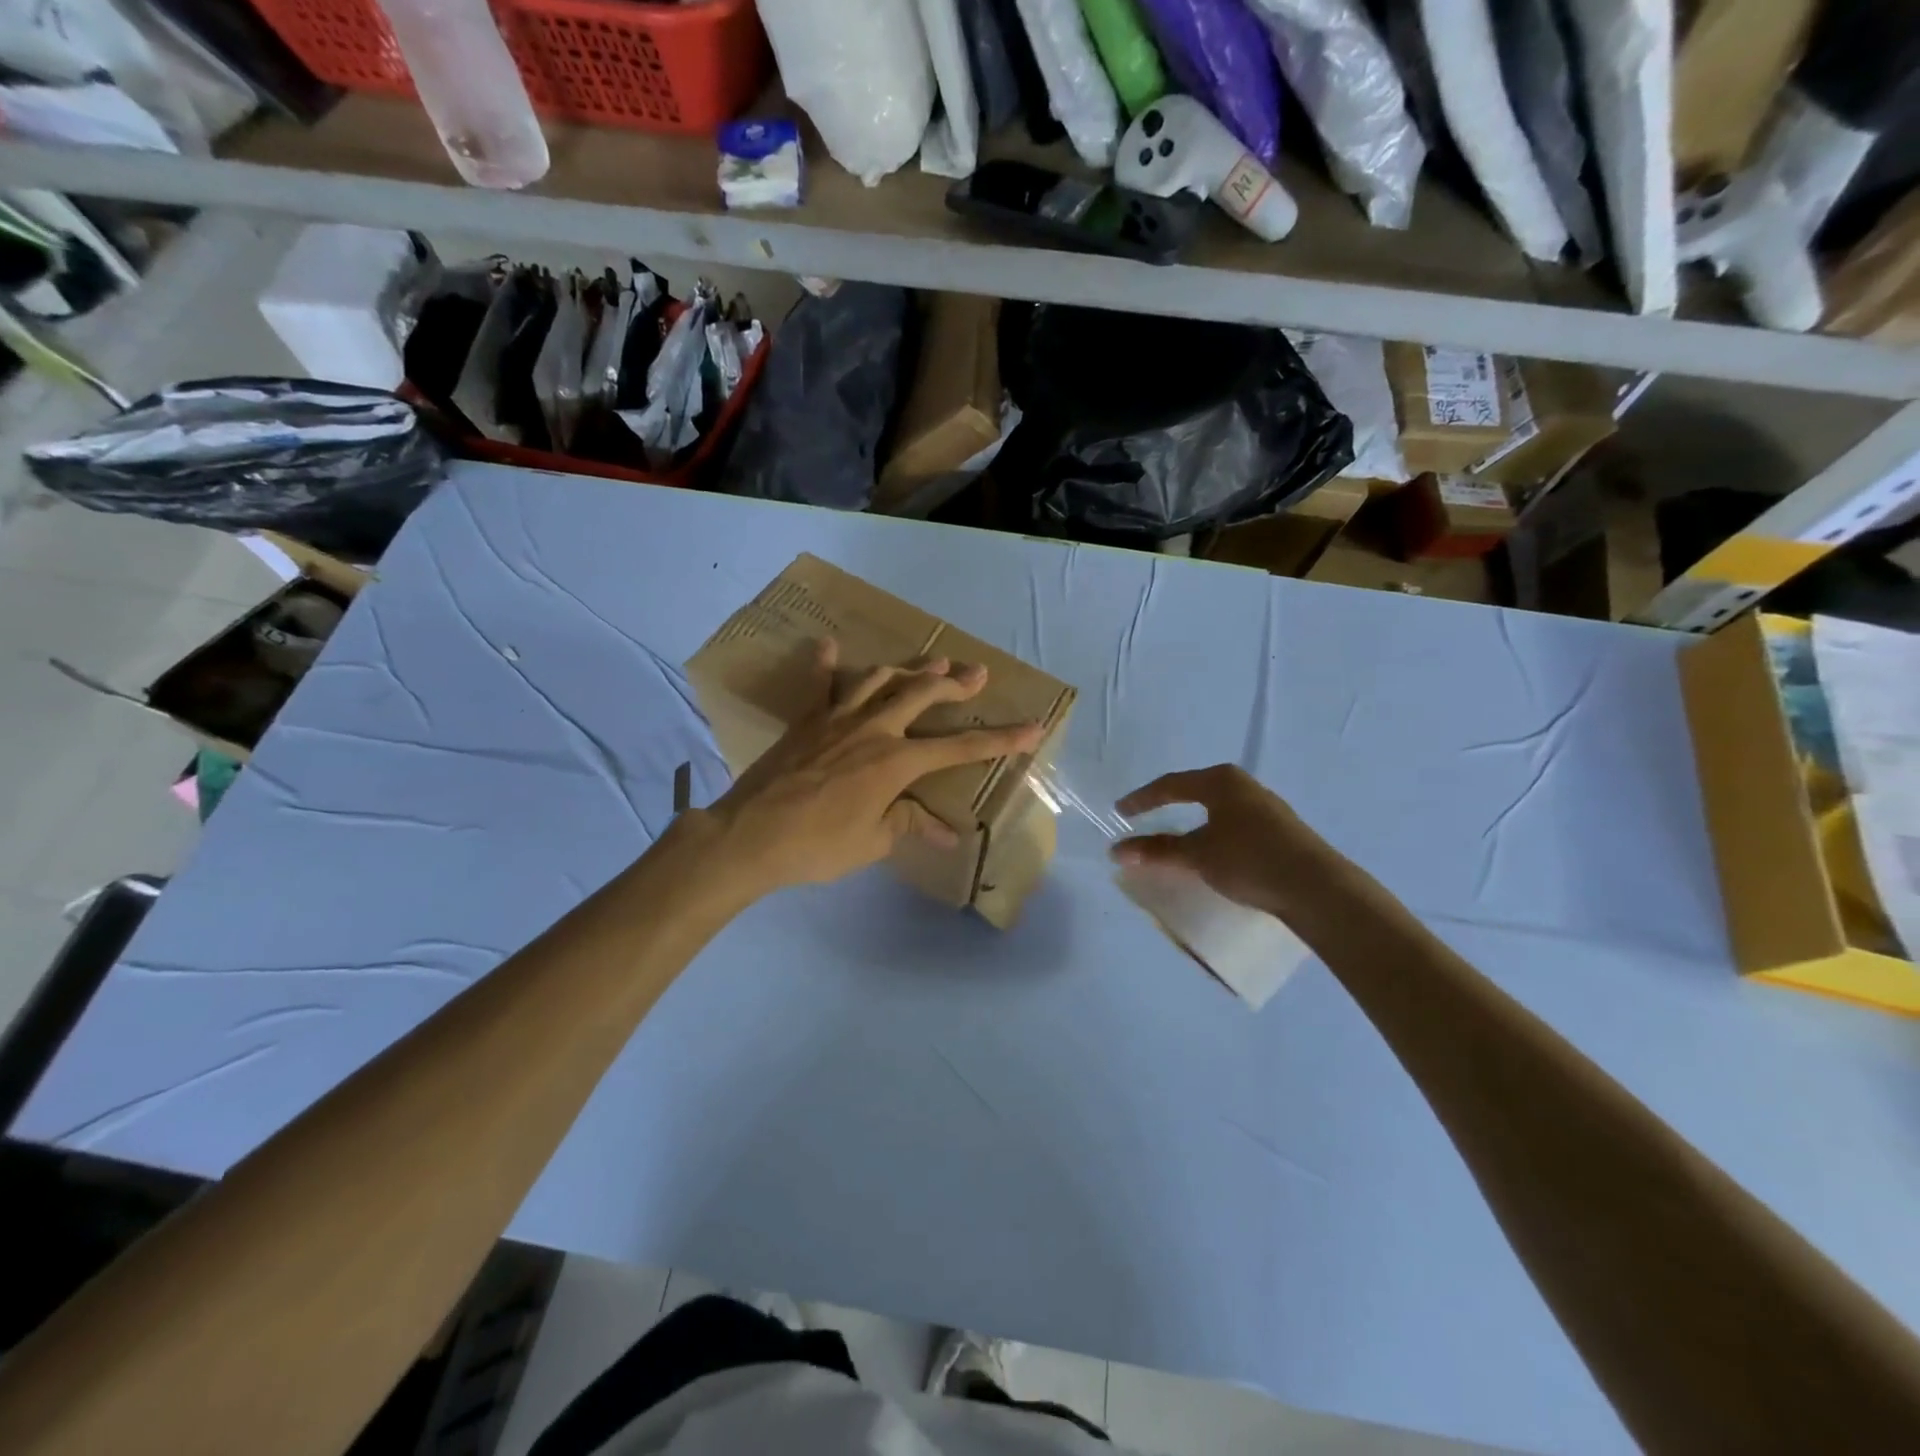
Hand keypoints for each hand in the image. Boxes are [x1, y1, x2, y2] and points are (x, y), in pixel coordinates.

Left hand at [698, 639, 1043, 898]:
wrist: (750, 835)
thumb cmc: (818, 845)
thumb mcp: (872, 840)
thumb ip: (908, 824)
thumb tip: (946, 834)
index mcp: (896, 762)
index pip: (959, 749)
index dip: (1000, 740)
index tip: (1033, 728)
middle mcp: (873, 730)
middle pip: (922, 696)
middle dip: (954, 685)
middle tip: (978, 674)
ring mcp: (837, 719)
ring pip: (879, 681)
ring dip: (908, 670)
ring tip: (931, 662)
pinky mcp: (806, 721)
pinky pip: (818, 685)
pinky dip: (824, 664)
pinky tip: (827, 644)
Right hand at [1111, 764, 1341, 918]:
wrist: (1317, 887)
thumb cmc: (1249, 859)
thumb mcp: (1197, 855)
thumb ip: (1157, 851)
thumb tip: (1117, 851)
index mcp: (1220, 781)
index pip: (1171, 785)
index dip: (1142, 799)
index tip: (1120, 811)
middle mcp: (1243, 786)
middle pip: (1195, 792)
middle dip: (1168, 805)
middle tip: (1144, 818)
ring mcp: (1265, 807)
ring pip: (1216, 809)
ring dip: (1192, 822)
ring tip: (1175, 838)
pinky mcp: (1279, 830)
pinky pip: (1233, 824)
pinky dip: (1212, 834)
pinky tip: (1212, 851)